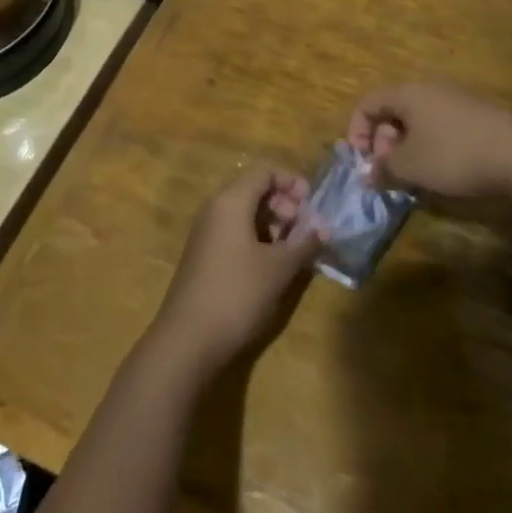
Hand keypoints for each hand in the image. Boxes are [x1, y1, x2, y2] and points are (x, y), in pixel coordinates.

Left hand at [149, 167, 319, 380]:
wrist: (187, 340)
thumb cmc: (237, 293)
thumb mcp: (279, 268)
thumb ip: (304, 243)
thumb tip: (324, 229)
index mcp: (231, 201)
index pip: (264, 171)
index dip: (291, 182)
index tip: (313, 204)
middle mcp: (215, 209)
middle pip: (254, 190)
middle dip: (284, 205)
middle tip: (304, 230)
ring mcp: (206, 233)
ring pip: (244, 213)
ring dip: (272, 224)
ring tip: (293, 250)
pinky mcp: (203, 256)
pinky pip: (234, 233)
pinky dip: (256, 239)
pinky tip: (272, 265)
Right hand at [348, 82, 511, 214]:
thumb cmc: (456, 156)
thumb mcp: (411, 167)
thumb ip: (382, 168)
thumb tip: (367, 173)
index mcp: (409, 93)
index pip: (368, 102)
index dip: (357, 131)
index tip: (363, 162)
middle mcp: (432, 89)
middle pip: (394, 111)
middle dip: (384, 143)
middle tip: (390, 173)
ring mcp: (459, 100)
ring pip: (419, 121)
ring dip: (408, 148)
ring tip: (415, 178)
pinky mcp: (480, 117)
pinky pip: (442, 127)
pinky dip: (433, 147)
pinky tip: (445, 174)